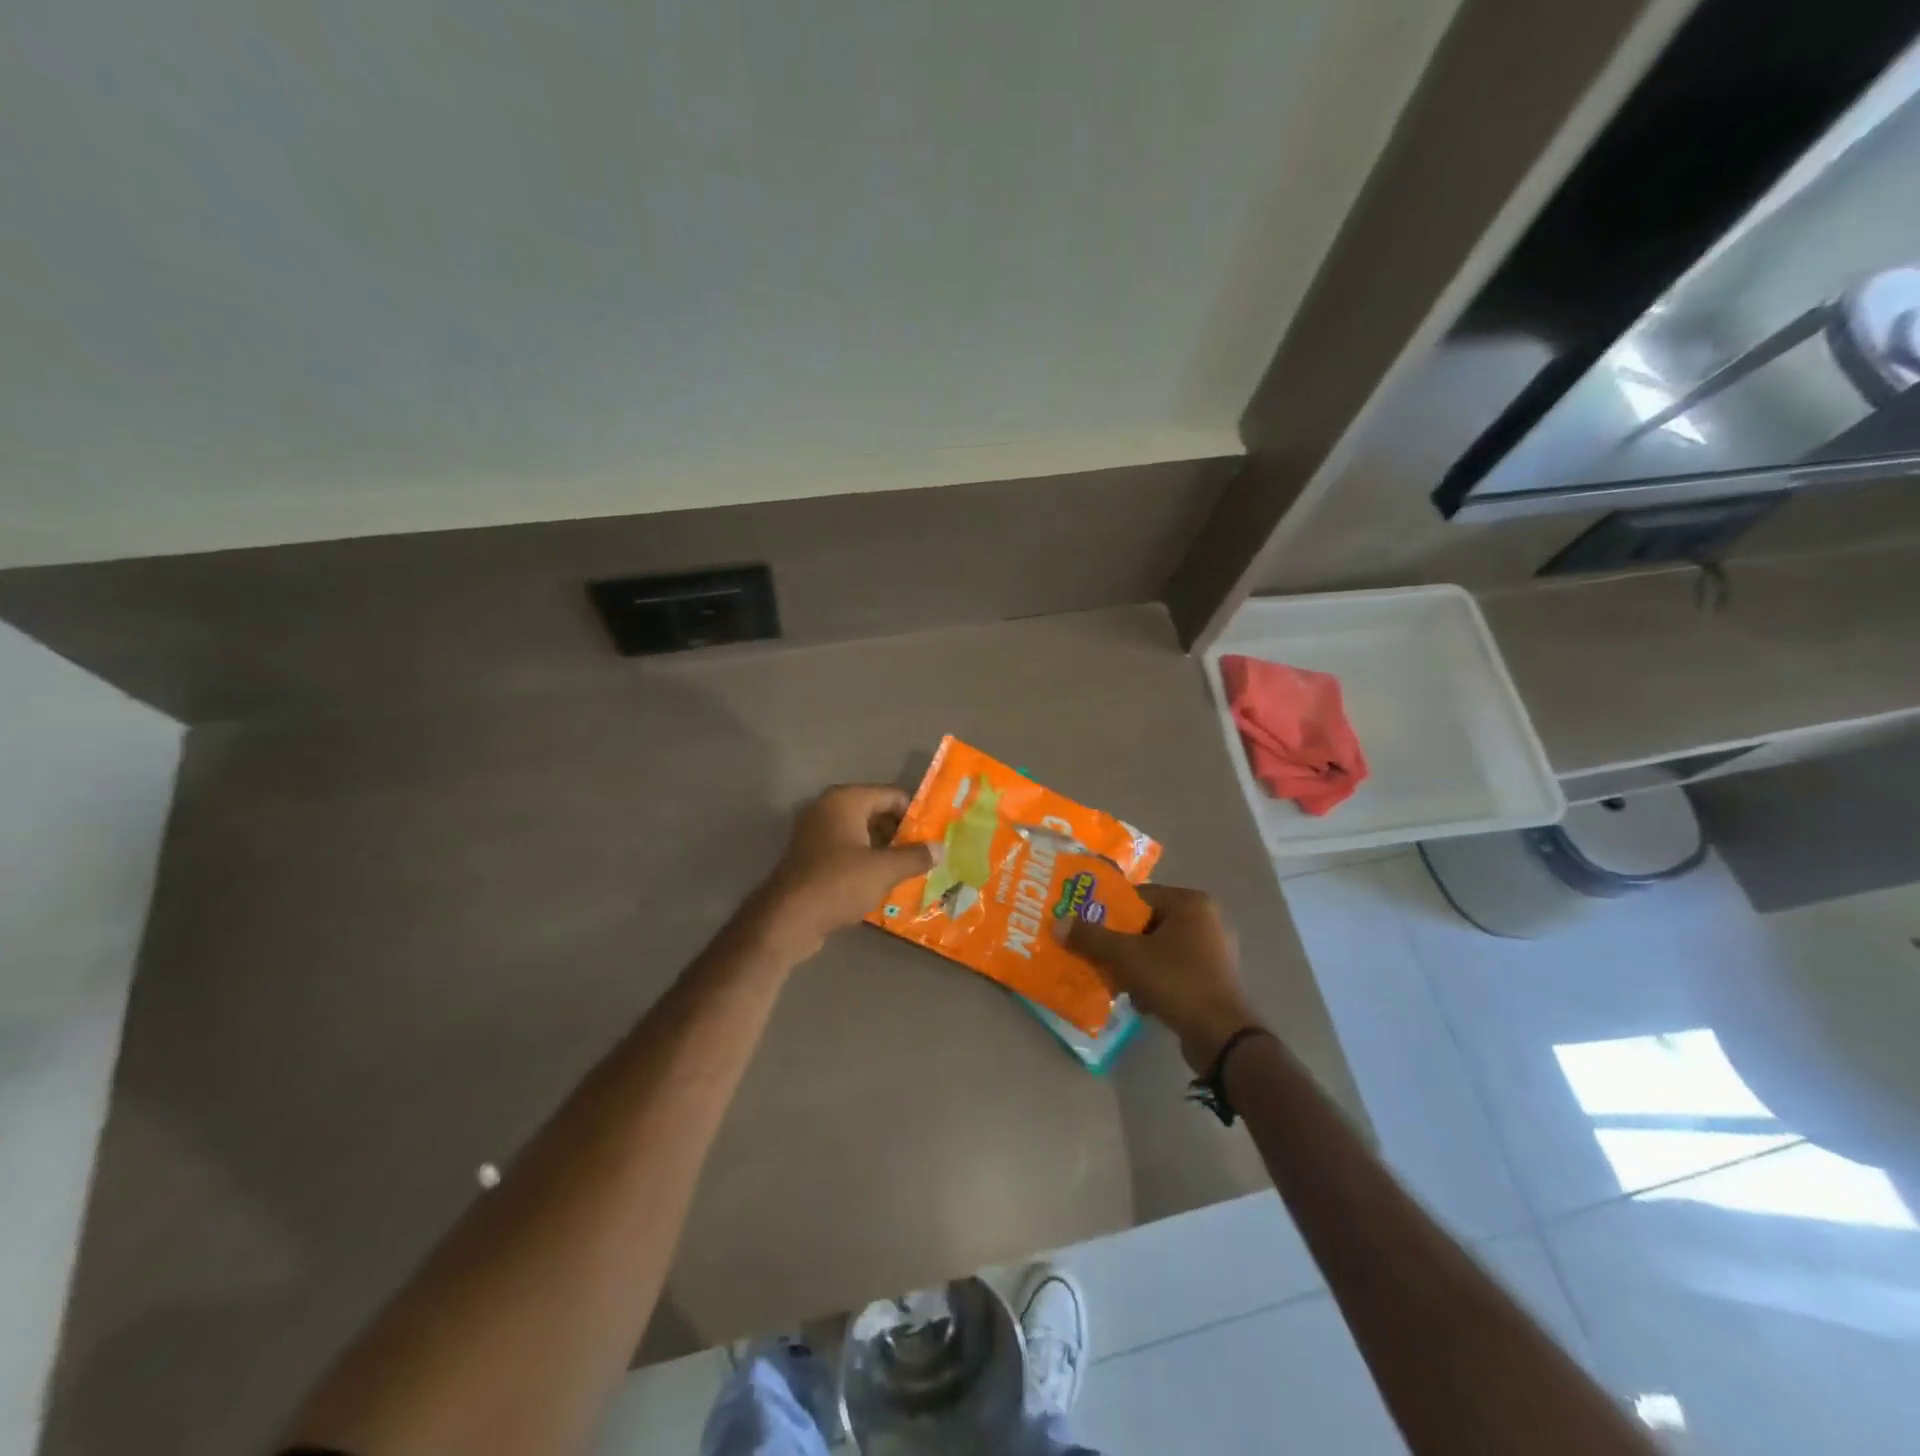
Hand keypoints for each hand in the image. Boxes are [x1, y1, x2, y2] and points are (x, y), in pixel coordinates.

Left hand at [750, 785, 939, 959]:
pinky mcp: (812, 857)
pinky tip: (884, 883)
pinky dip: (866, 862)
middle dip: (902, 834)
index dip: (916, 815)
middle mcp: (829, 808)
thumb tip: (940, 848)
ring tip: (911, 871)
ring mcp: (817, 833)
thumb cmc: (838, 884)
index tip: (935, 836)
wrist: (787, 919)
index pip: (893, 796)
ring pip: (863, 834)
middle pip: (877, 813)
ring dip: (885, 851)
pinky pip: (848, 851)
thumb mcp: (884, 870)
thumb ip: (915, 856)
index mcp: (846, 800)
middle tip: (927, 855)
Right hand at [1067, 885, 1262, 1070]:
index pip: (1139, 896)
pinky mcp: (1216, 980)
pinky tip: (1138, 999)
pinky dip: (1155, 980)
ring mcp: (1215, 951)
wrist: (1221, 1036)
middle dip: (1120, 941)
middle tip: (1096, 955)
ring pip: (1160, 949)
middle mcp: (1207, 920)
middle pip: (1148, 923)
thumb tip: (1058, 923)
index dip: (1110, 912)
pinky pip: (1175, 970)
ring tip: (1113, 979)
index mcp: (1191, 903)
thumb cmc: (1176, 981)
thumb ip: (1091, 938)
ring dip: (1135, 964)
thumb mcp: (1126, 957)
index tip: (1088, 928)